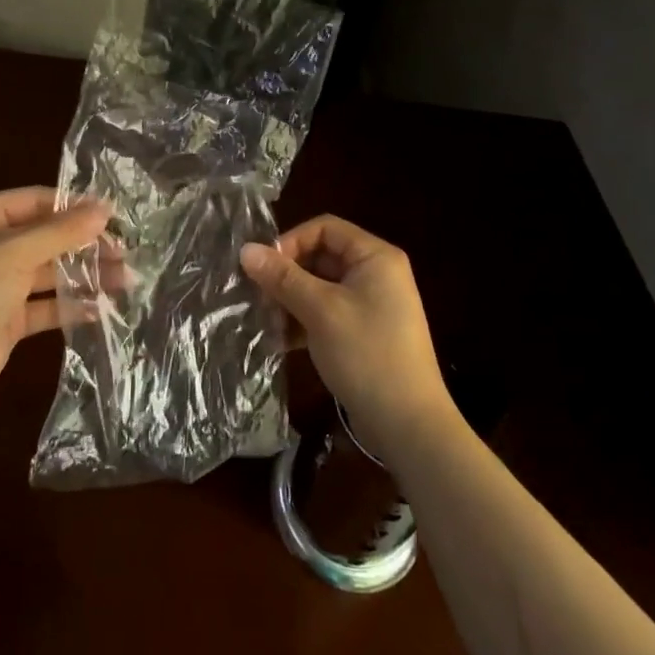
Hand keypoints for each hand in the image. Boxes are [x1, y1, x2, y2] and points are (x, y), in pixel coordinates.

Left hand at [0, 188, 109, 414]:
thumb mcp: (15, 251)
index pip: (38, 201)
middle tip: (125, 252)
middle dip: (86, 244)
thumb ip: (62, 231)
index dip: (76, 207)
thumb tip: (105, 209)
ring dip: (85, 275)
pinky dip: (70, 306)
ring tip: (125, 280)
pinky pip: (45, 307)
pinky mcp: (6, 321)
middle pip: (48, 237)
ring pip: (50, 273)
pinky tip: (100, 308)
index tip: (115, 217)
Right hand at [241, 216, 454, 463]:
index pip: (324, 228)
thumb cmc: (367, 355)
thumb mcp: (320, 311)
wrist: (409, 426)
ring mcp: (373, 305)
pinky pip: (329, 312)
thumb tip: (246, 249)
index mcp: (375, 256)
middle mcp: (377, 274)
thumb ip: (282, 278)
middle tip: (259, 297)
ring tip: (267, 322)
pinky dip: (305, 321)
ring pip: (321, 287)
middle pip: (322, 257)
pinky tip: (281, 341)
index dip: (291, 242)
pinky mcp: (366, 333)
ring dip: (292, 300)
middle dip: (287, 275)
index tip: (264, 269)